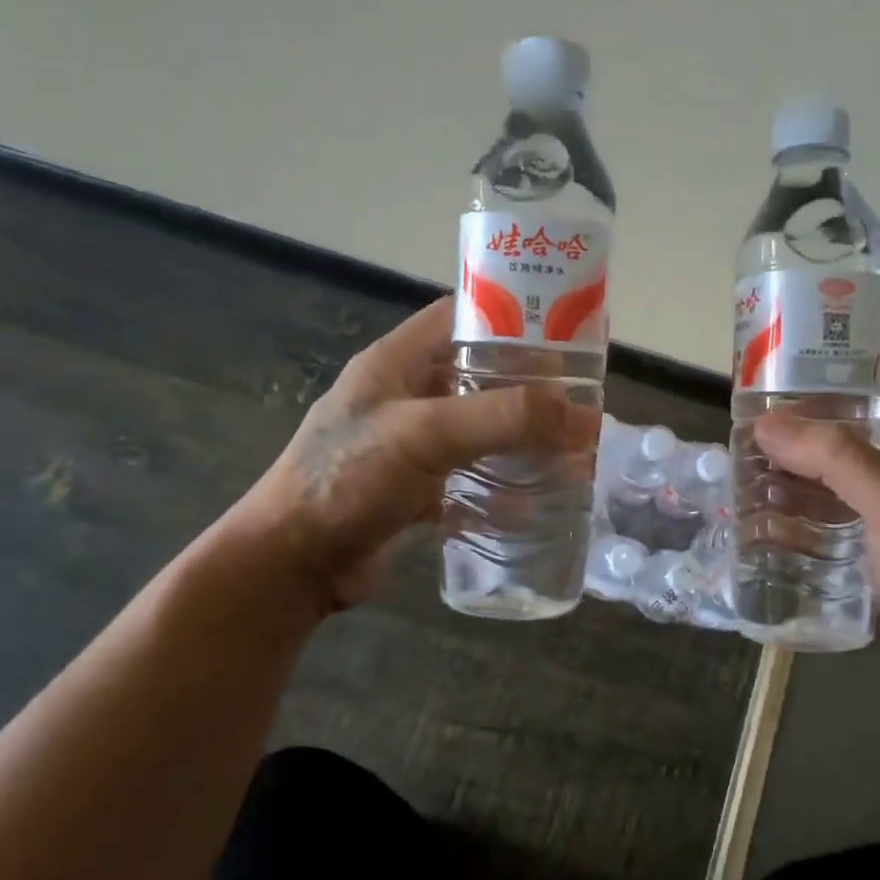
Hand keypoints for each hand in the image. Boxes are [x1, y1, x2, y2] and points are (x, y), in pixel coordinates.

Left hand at [233, 297, 596, 613]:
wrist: (294, 562)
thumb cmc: (349, 477)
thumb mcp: (427, 433)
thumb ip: (504, 418)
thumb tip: (585, 417)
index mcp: (398, 361)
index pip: (463, 317)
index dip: (513, 317)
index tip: (567, 333)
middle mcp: (407, 396)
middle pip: (480, 377)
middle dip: (531, 388)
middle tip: (583, 400)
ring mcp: (412, 445)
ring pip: (481, 430)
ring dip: (522, 439)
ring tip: (573, 449)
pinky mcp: (418, 488)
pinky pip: (472, 476)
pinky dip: (503, 484)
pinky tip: (540, 498)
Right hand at [754, 371, 879, 677]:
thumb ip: (836, 459)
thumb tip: (766, 424)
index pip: (864, 375)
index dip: (819, 362)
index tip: (768, 365)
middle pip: (832, 420)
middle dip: (786, 420)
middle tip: (736, 423)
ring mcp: (876, 497)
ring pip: (820, 464)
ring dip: (782, 464)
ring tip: (736, 466)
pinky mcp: (862, 532)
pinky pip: (818, 504)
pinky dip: (789, 503)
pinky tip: (756, 513)